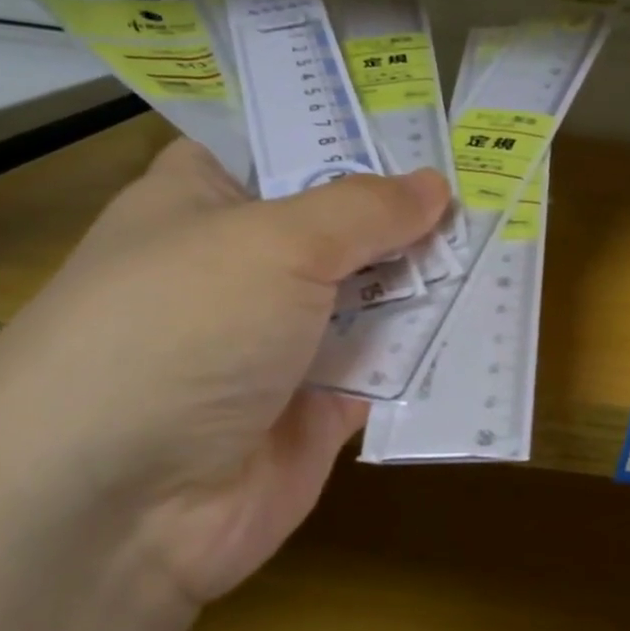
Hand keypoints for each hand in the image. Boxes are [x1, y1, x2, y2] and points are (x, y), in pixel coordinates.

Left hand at [0, 138, 448, 605]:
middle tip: (494, 180)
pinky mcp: (320, 406)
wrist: (119, 510)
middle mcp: (245, 267)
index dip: (352, 130)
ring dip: (430, 276)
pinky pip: (388, 363)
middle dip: (410, 209)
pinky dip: (431, 344)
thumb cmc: (180, 329)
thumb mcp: (274, 243)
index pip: (283, 145)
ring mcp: (283, 340)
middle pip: (343, 224)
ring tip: (510, 239)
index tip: (428, 120)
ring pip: (373, 294)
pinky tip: (492, 315)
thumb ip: (364, 211)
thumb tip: (435, 185)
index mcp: (206, 202)